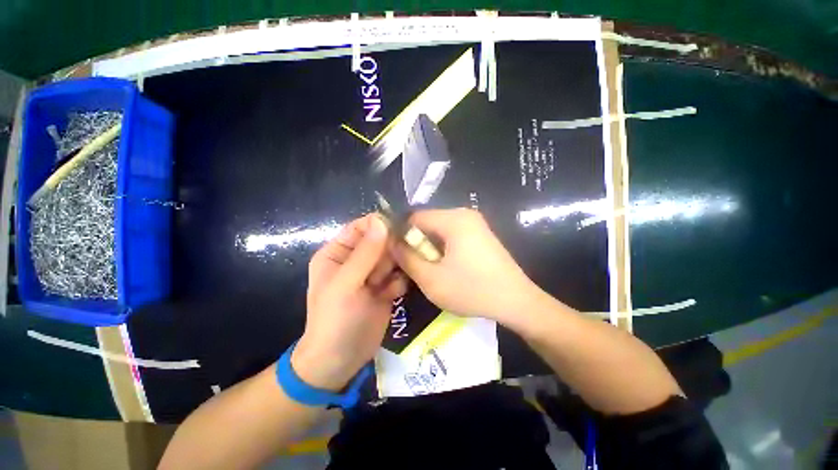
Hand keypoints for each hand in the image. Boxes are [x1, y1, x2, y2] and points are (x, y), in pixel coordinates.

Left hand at [292, 214, 406, 391]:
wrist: (341, 361)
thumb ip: (365, 253)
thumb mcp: (346, 284)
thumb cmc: (335, 319)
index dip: (379, 225)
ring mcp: (372, 274)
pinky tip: (392, 296)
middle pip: (381, 241)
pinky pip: (399, 275)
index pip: (361, 227)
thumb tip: (382, 220)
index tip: (398, 230)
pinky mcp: (386, 288)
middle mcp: (356, 260)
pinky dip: (398, 283)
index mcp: (337, 252)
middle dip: (389, 252)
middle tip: (391, 266)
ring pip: (393, 258)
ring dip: (395, 269)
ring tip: (388, 284)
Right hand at [390, 208, 540, 323]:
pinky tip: (447, 269)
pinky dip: (443, 250)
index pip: (414, 217)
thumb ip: (406, 258)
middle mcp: (465, 214)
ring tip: (431, 271)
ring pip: (439, 231)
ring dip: (430, 249)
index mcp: (453, 219)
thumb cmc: (472, 290)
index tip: (398, 257)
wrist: (517, 302)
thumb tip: (391, 243)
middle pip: (427, 223)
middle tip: (414, 268)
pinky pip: (452, 236)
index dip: (401, 236)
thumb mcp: (431, 279)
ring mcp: (475, 224)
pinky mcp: (481, 235)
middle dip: (417, 244)